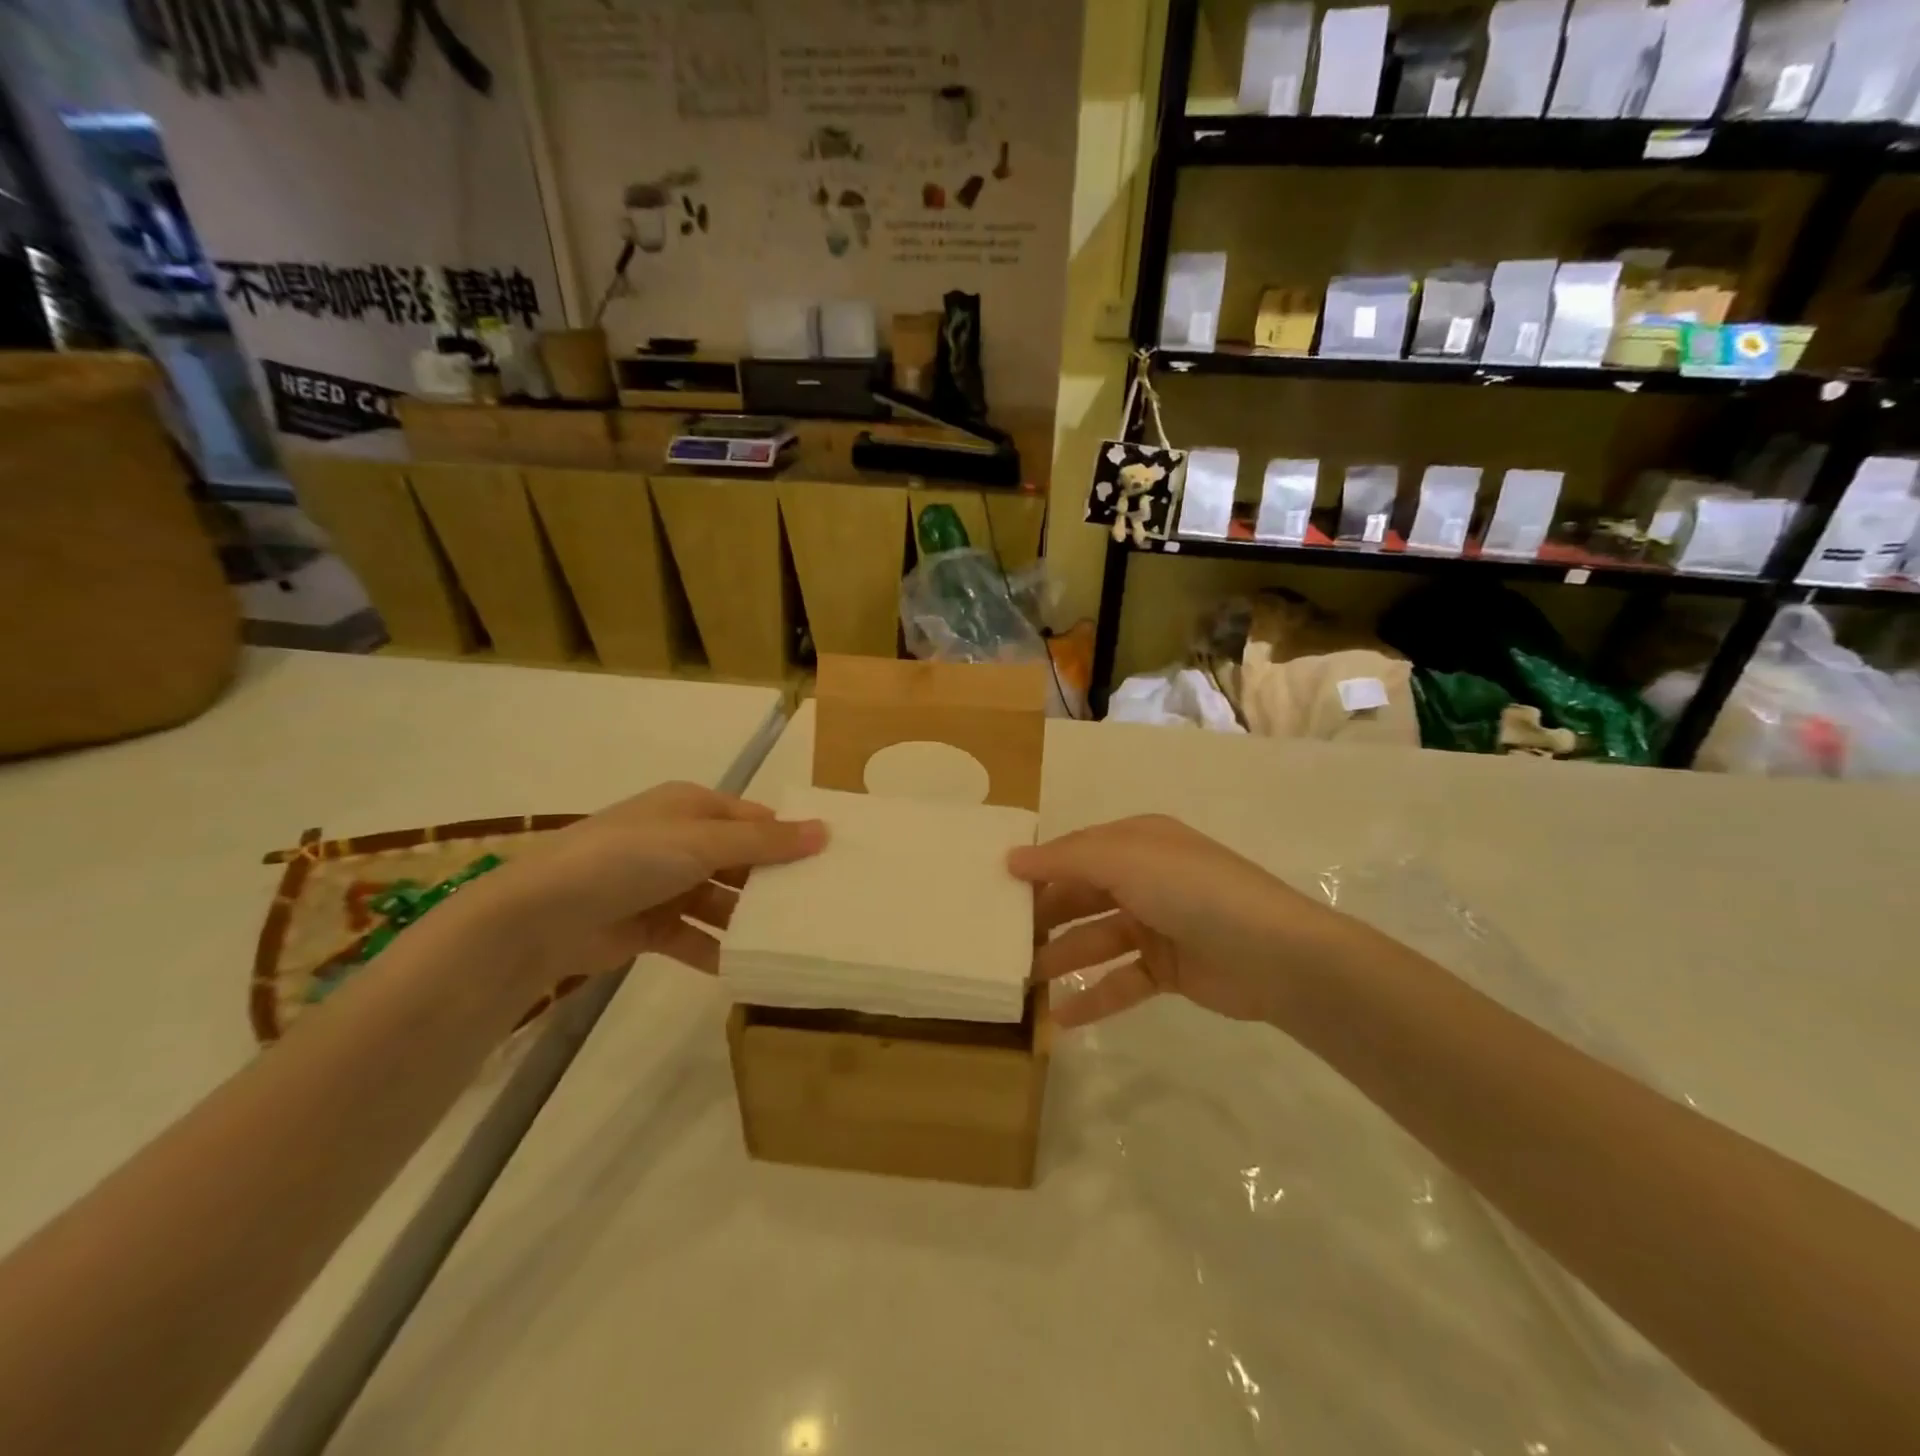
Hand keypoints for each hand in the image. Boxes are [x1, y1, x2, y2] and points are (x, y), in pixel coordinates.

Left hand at [471, 783, 826, 985]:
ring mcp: (663, 884)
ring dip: (747, 920)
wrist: (540, 916)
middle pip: (740, 861)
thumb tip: (825, 831)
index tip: (829, 862)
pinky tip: (747, 968)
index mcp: (691, 808)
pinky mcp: (649, 926)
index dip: (789, 838)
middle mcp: (680, 841)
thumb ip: (765, 842)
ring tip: (791, 941)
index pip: (753, 820)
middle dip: (773, 882)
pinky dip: (717, 950)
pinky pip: (695, 936)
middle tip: (818, 906)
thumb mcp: (703, 842)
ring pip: (721, 901)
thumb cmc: (629, 859)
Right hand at [1010, 814, 1346, 1027]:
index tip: (994, 888)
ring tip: (1024, 981)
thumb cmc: (1193, 892)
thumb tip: (1012, 858)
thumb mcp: (1126, 861)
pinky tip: (1060, 1019)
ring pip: (1097, 939)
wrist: (1277, 955)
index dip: (1037, 868)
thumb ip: (1066, 859)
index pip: (1075, 851)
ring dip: (1062, 957)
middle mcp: (1145, 878)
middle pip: (1082, 895)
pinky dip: (1093, 996)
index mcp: (1138, 842)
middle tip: (1002, 940)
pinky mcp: (1169, 969)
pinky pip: (1121, 980)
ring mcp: (1158, 925)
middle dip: (1044, 916)